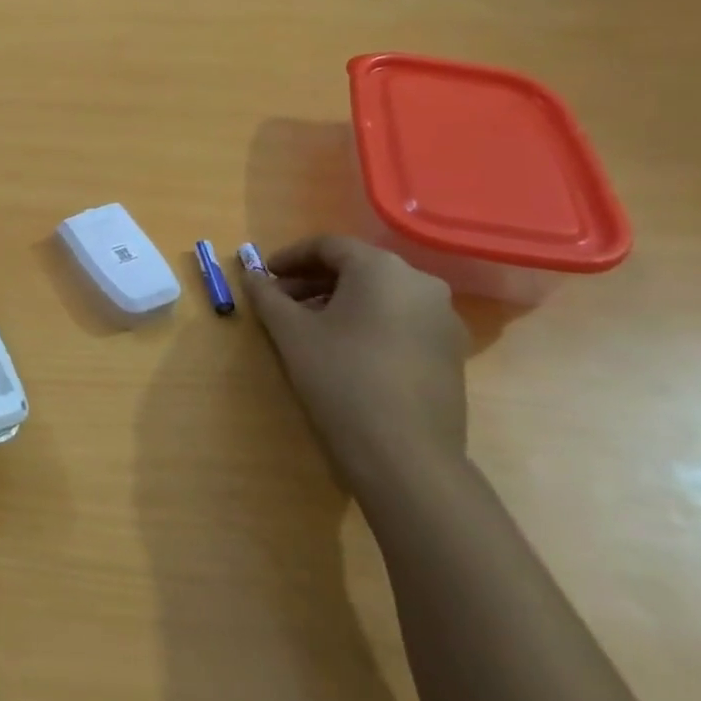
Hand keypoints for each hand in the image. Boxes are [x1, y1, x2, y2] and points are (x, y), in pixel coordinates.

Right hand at [239, 236, 468, 496]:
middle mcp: (420, 283)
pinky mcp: (450, 352)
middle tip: (279, 301)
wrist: (404, 455)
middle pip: (357, 268)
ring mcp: (442, 319)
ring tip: (307, 326)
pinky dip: (368, 322)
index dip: (289, 257)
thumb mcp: (290, 332)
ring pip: (380, 295)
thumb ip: (266, 296)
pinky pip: (401, 320)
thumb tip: (250, 276)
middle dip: (312, 280)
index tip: (262, 276)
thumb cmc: (340, 378)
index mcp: (382, 269)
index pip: (328, 246)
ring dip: (339, 301)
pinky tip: (344, 349)